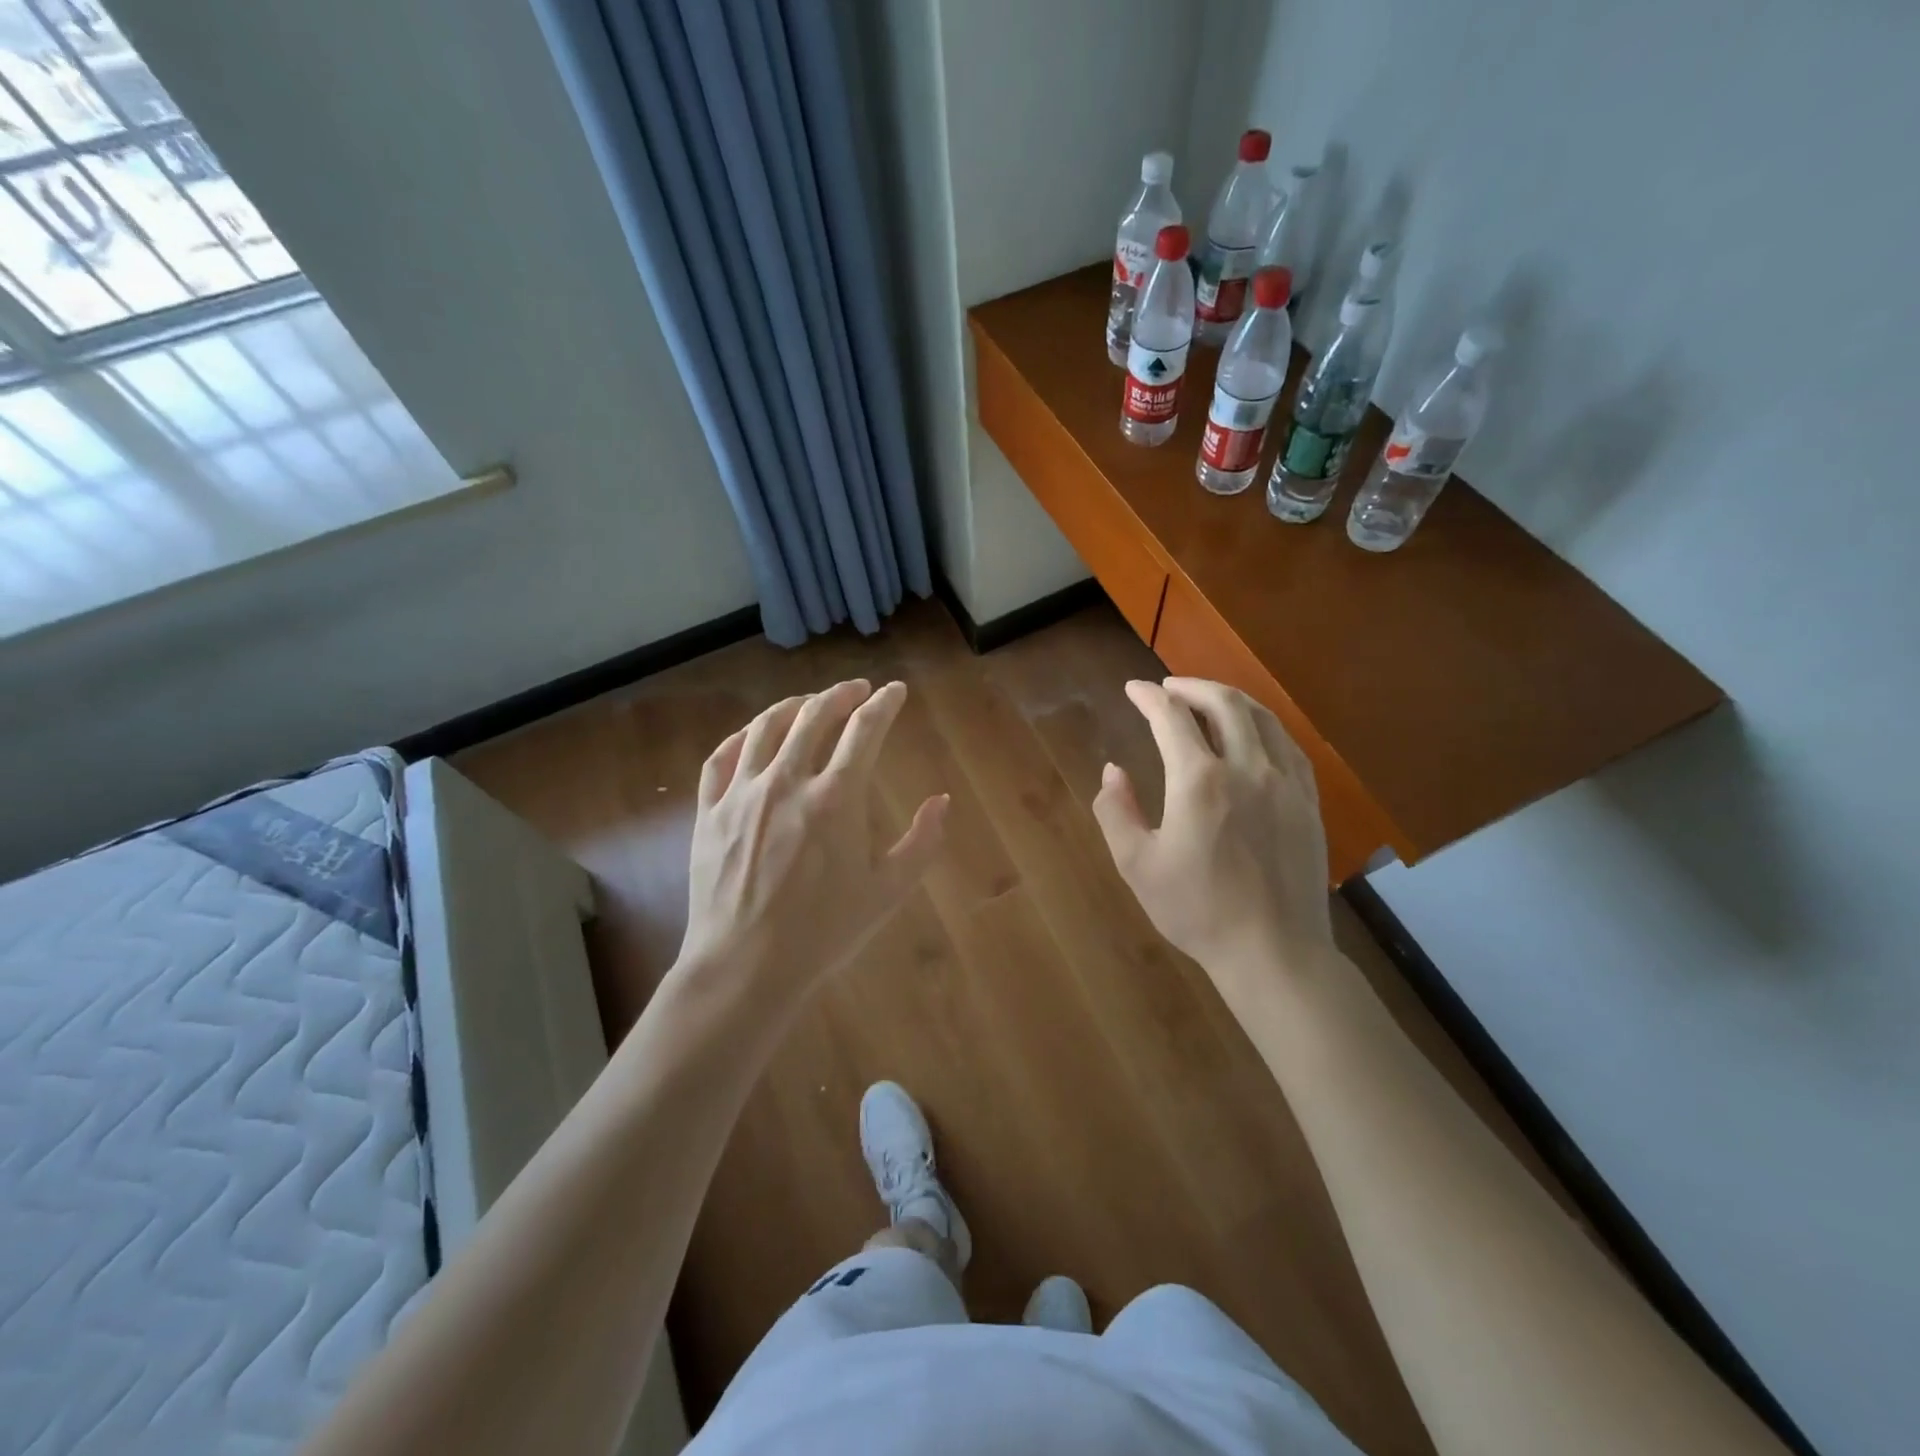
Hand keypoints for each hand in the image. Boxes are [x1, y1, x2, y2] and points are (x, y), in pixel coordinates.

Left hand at [676, 679, 946, 1011]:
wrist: (745, 967)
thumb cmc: (824, 932)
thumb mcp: (888, 892)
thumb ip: (921, 842)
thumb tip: (942, 801)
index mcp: (836, 798)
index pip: (865, 730)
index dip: (884, 704)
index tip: (895, 692)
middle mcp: (788, 782)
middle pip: (814, 716)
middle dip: (840, 694)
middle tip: (857, 690)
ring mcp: (742, 794)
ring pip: (766, 728)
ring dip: (792, 706)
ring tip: (808, 702)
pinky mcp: (709, 812)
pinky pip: (721, 758)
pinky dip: (741, 736)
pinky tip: (753, 735)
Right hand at [1092, 678, 1333, 1000]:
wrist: (1273, 951)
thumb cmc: (1197, 910)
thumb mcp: (1137, 865)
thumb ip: (1116, 811)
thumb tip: (1113, 771)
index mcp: (1200, 781)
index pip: (1172, 717)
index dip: (1149, 697)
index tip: (1133, 689)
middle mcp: (1247, 768)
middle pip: (1224, 703)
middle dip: (1193, 686)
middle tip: (1170, 687)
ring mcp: (1286, 783)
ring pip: (1262, 718)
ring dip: (1230, 699)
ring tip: (1208, 700)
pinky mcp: (1309, 802)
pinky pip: (1288, 746)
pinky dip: (1264, 726)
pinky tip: (1254, 735)